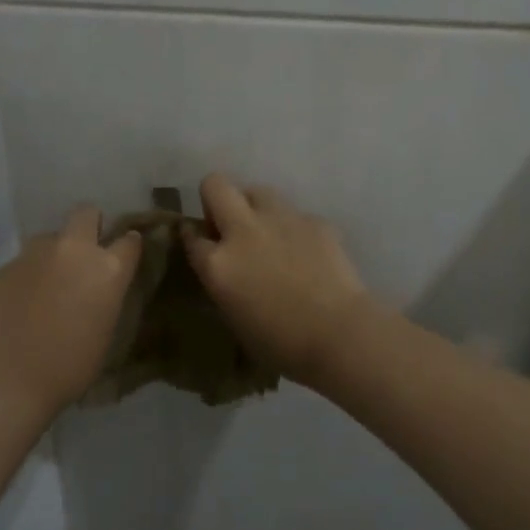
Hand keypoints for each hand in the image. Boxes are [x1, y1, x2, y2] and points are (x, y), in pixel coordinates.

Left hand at [0, 207, 141, 418]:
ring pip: (49, 238)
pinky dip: (27, 277)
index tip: (125, 256)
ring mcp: (33, 255)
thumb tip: (98, 290)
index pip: (129, 240)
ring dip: (54, 254)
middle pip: (85, 213)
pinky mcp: (3, 267)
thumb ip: (105, 299)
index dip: (129, 246)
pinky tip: (20, 305)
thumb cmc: (67, 368)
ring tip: (48, 286)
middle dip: (89, 226)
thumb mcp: (105, 334)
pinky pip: (23, 263)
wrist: (4, 381)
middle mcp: (72, 250)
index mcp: (107, 269)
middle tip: (85, 256)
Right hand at [184, 174, 375, 387]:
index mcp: (219, 264)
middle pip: (215, 185)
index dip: (193, 237)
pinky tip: (306, 252)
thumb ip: (223, 283)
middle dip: (215, 198)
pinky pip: (294, 214)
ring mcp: (280, 220)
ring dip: (255, 207)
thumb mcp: (234, 317)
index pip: (190, 235)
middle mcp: (244, 232)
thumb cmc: (282, 344)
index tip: (200, 241)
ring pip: (257, 191)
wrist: (339, 335)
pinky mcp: (313, 220)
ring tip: (267, 234)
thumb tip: (227, 268)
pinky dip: (293, 228)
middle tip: (228, 225)